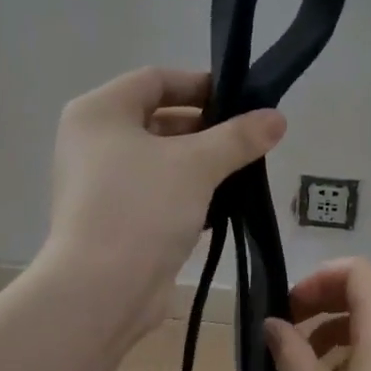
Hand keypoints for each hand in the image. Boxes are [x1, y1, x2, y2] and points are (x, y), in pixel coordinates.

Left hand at [43, 67, 284, 334]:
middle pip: (159, 120)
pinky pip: (157, 195)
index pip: (155, 80)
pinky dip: (187, 195)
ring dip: (201, 165)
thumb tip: (277, 117)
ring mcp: (101, 185)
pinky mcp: (116, 221)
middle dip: (207, 129)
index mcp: (99, 113)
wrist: (102, 290)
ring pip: (161, 162)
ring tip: (245, 171)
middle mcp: (93, 143)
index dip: (201, 84)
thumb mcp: (197, 165)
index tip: (243, 100)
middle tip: (251, 140)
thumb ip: (238, 137)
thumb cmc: (142, 209)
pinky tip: (223, 205)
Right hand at [265, 258, 370, 370]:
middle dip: (321, 305)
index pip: (355, 270)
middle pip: (363, 294)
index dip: (317, 279)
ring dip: (333, 331)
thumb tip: (271, 324)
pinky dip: (354, 351)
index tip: (290, 308)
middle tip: (287, 333)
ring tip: (303, 365)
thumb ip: (290, 352)